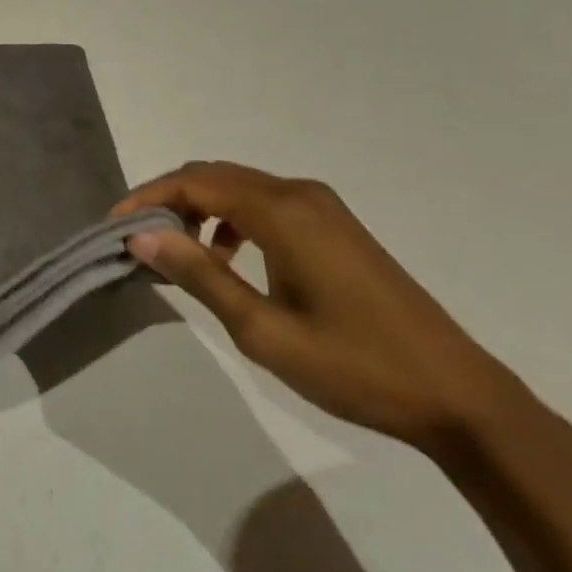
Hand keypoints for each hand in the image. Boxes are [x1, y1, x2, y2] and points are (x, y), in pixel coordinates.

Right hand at [116, 161, 533, 456]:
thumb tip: (140, 236)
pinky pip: (265, 203)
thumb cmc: (354, 366)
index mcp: (282, 212)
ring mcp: (323, 207)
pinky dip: (231, 219)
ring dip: (199, 208)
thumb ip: (199, 275)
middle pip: (214, 175)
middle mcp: (300, 194)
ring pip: (239, 187)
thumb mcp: (263, 330)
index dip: (147, 198)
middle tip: (137, 238)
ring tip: (177, 252)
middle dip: (168, 199)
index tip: (113, 227)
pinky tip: (227, 258)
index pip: (194, 182)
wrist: (458, 396)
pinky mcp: (335, 226)